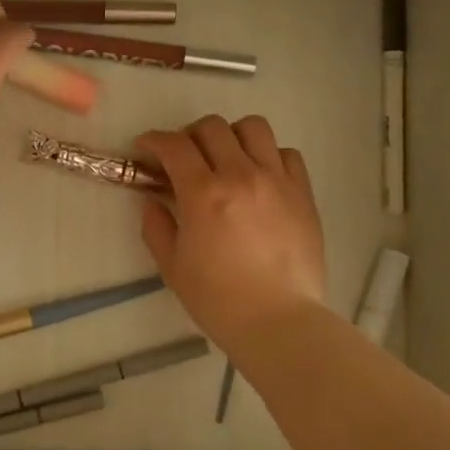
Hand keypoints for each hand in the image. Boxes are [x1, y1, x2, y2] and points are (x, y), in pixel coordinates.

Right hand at [137, 115, 326, 350]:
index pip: (174, 145)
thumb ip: (157, 226)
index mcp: (203, 193)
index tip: (146, 148)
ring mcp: (277, 180)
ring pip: (253, 127)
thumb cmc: (218, 299)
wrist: (279, 322)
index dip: (154, 140)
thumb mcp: (172, 266)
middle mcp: (240, 175)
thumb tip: (152, 201)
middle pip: (212, 127)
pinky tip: (260, 177)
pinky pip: (286, 153)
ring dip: (232, 136)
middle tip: (184, 158)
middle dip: (189, 135)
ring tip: (226, 158)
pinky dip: (268, 156)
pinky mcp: (303, 193)